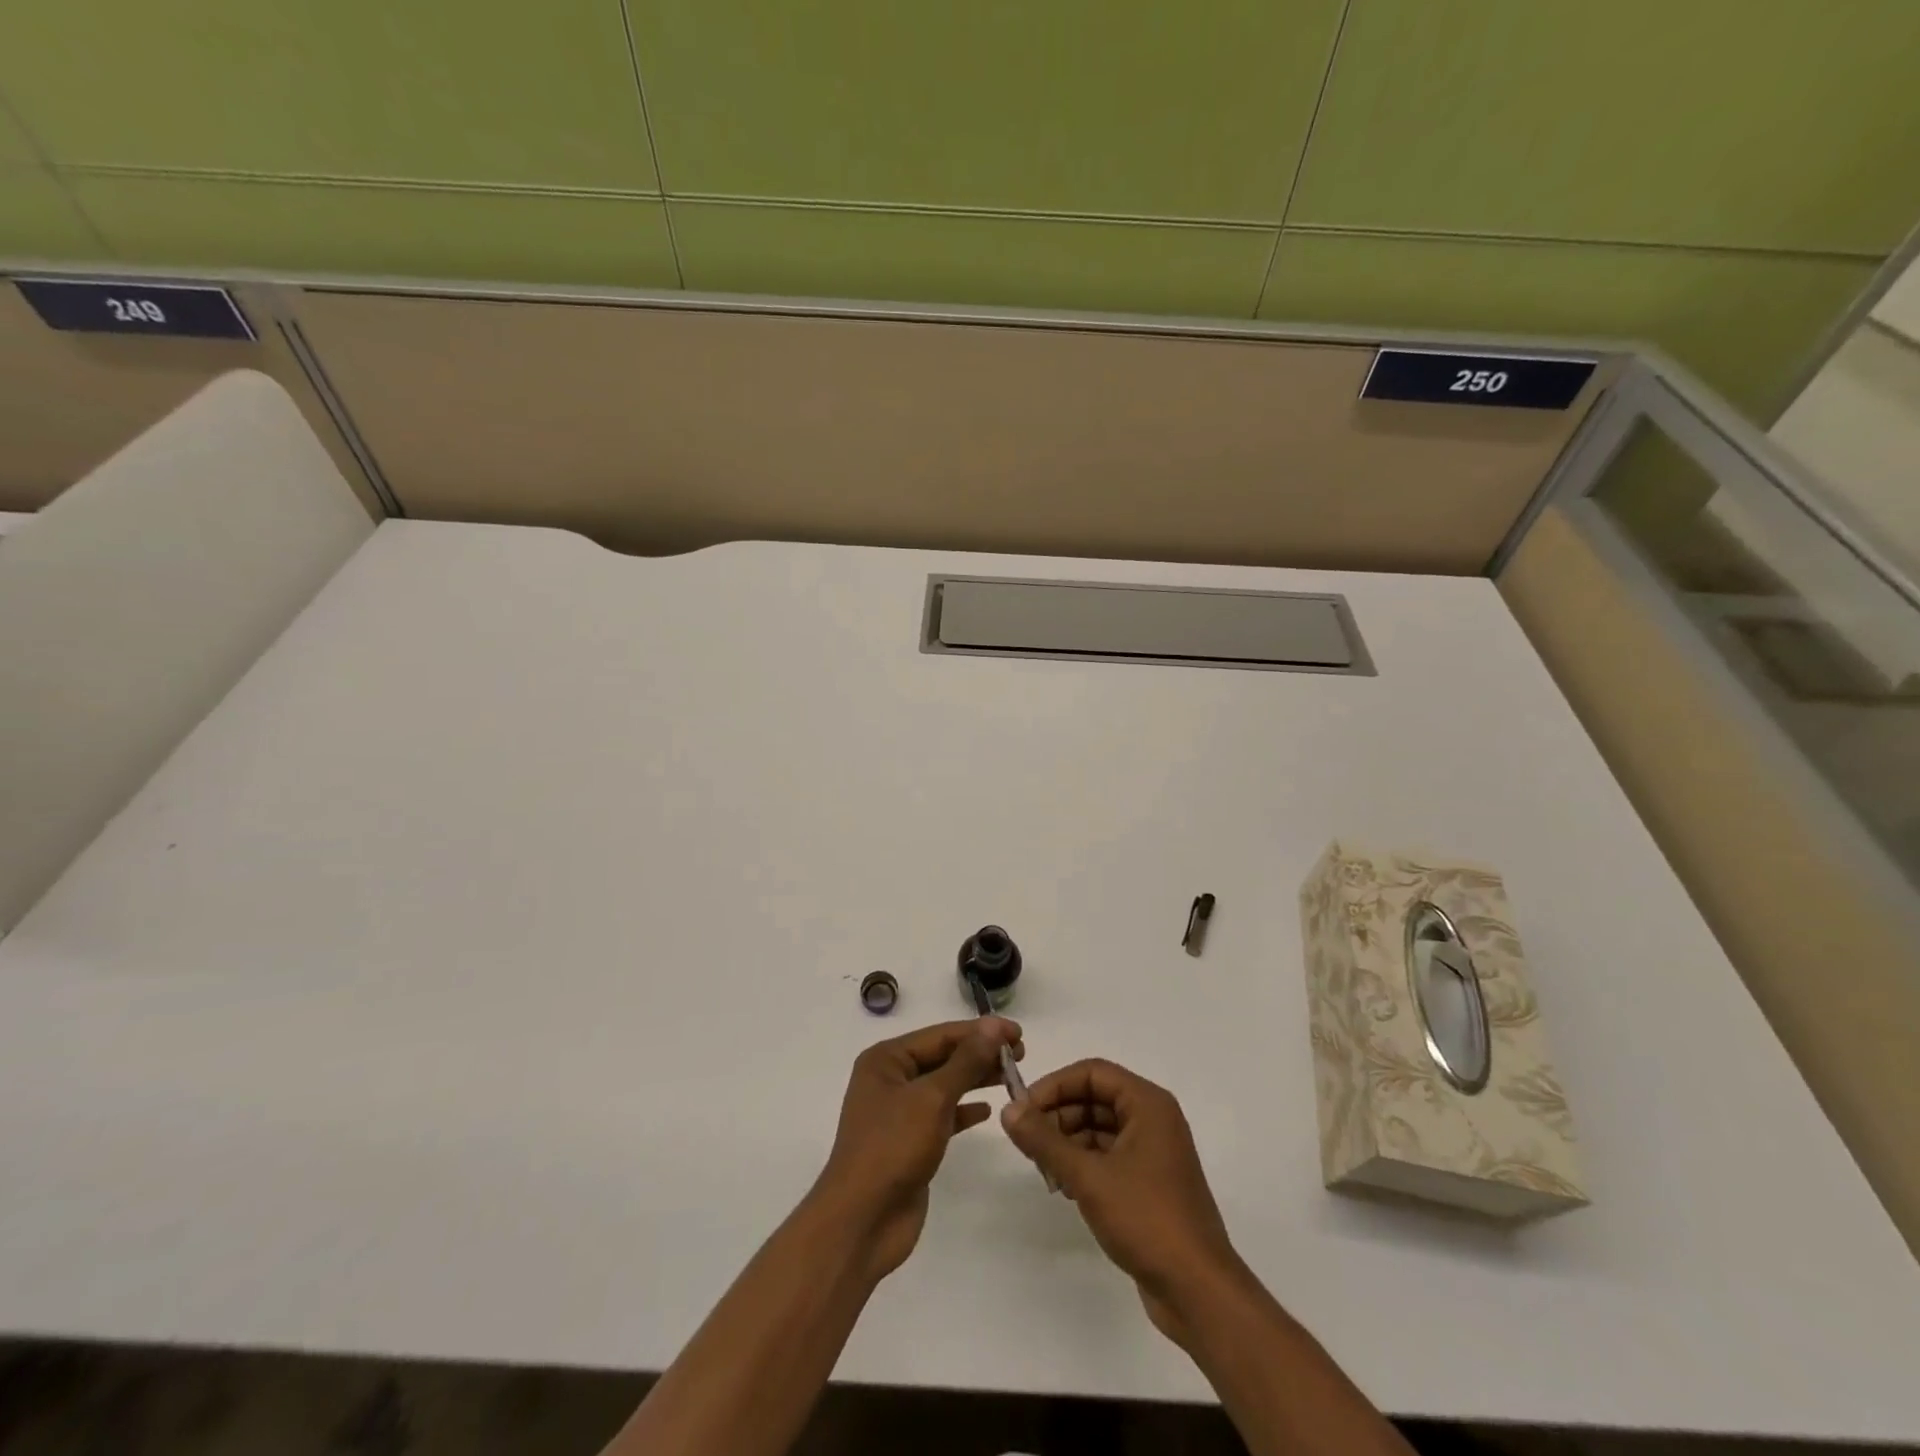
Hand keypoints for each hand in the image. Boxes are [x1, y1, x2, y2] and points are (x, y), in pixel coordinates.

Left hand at [812, 1017, 1022, 1284]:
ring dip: (976, 1079)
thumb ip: (966, 1062)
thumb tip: (994, 1026)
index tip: (1017, 1032)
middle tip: (1021, 1054)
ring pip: (945, 1085)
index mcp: (886, 1059)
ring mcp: (899, 1112)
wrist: (862, 1222)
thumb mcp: (932, 1098)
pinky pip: (942, 1115)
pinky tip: (988, 1110)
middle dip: (980, 1053)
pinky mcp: (910, 1141)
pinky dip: (964, 1110)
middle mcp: (890, 1079)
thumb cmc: (893, 1147)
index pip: (940, 1035)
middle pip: (943, 1057)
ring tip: (1012, 1076)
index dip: (980, 1031)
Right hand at [1001, 1058, 1244, 1346]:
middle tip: (1028, 1143)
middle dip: (1059, 1115)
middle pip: (1095, 1098)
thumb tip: (1008, 1110)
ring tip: (1043, 1169)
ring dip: (1068, 1141)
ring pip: (1100, 1128)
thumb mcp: (1088, 1176)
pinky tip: (1063, 1186)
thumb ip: (1045, 1141)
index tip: (1023, 1110)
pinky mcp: (1149, 1183)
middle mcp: (1153, 1119)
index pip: (1092, 1073)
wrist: (1198, 1291)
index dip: (1055, 1085)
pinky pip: (1108, 1155)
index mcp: (1148, 1104)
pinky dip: (1083, 1163)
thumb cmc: (1146, 1219)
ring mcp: (1153, 1152)